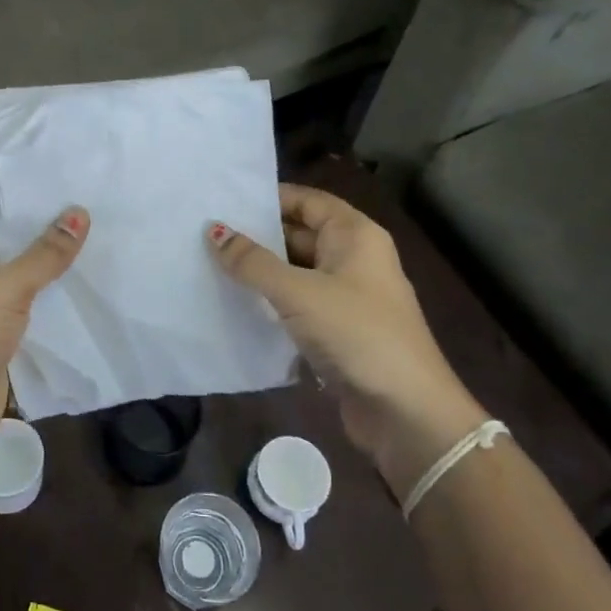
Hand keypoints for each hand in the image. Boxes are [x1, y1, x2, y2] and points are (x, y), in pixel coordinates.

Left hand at [0, 202, 87, 456]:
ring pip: (27, 277)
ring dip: (59, 268)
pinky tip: (96, 288)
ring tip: (110, 242)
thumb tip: (79, 213)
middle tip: (104, 209)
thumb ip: (44, 254)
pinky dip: (58, 303)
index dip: (30, 194)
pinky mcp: (1, 337)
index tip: (75, 182)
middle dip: (53, 231)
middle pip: (15, 241)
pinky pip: (34, 311)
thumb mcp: (4, 289)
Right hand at [209, 185, 486, 485]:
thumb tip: (214, 231)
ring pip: (296, 272)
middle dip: (257, 236)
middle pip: (299, 234)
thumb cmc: (357, 334)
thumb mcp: (298, 292)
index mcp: (355, 236)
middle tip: (204, 233)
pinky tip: (234, 304)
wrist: (406, 412)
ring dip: (260, 272)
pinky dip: (270, 302)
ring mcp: (347, 297)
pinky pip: (297, 305)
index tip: (223, 201)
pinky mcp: (338, 331)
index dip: (269, 198)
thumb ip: (253, 262)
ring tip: (208, 264)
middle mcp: (354, 259)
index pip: (307, 201)